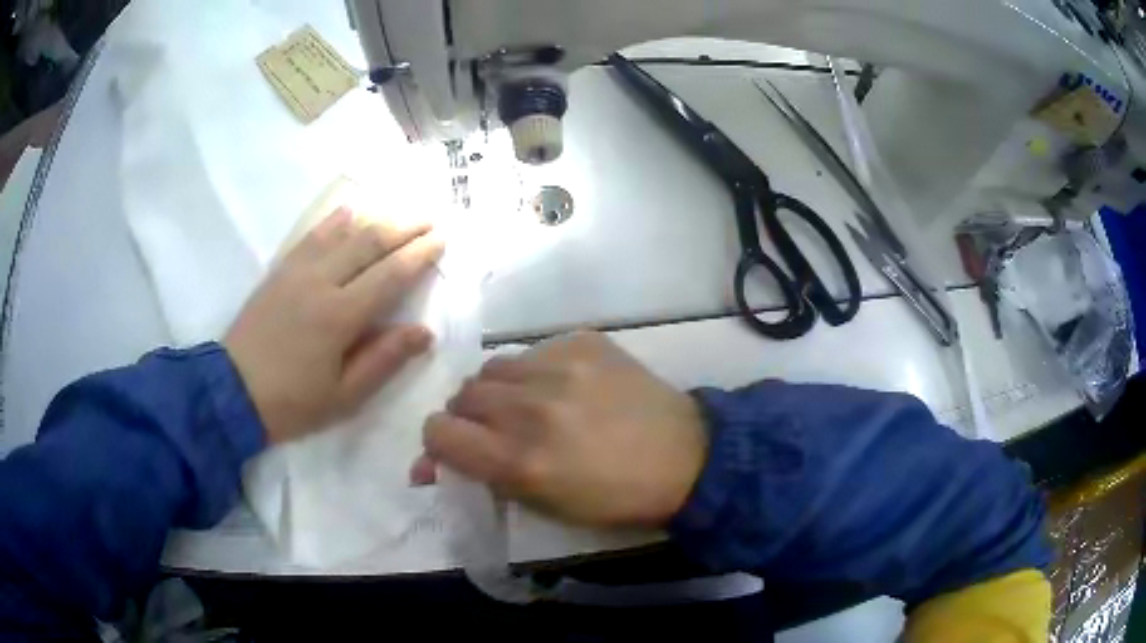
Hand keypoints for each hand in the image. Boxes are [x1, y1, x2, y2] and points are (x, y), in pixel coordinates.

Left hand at [225, 207, 443, 444]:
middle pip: (369, 243)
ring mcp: (297, 271)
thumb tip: (424, 332)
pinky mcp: (279, 271)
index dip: (419, 255)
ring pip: (342, 233)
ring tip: (399, 214)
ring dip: (375, 220)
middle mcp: (321, 282)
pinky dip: (333, 220)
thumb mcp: (344, 396)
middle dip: (403, 228)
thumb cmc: (292, 402)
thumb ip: (384, 360)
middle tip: (429, 220)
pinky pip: (311, 236)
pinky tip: (348, 211)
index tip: (441, 240)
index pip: (390, 275)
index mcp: (340, 315)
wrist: (232, 391)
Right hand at [416, 332, 707, 527]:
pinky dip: (537, 371)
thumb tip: (428, 467)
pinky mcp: (584, 342)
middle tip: (499, 431)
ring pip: (493, 368)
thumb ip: (484, 479)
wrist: (686, 457)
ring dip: (500, 391)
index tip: (457, 449)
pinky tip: (567, 387)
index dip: (440, 443)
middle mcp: (530, 408)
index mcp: (518, 460)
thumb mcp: (544, 506)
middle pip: (462, 395)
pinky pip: (534, 351)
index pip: (438, 432)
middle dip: (470, 417)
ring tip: (530, 405)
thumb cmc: (614, 498)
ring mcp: (559, 368)